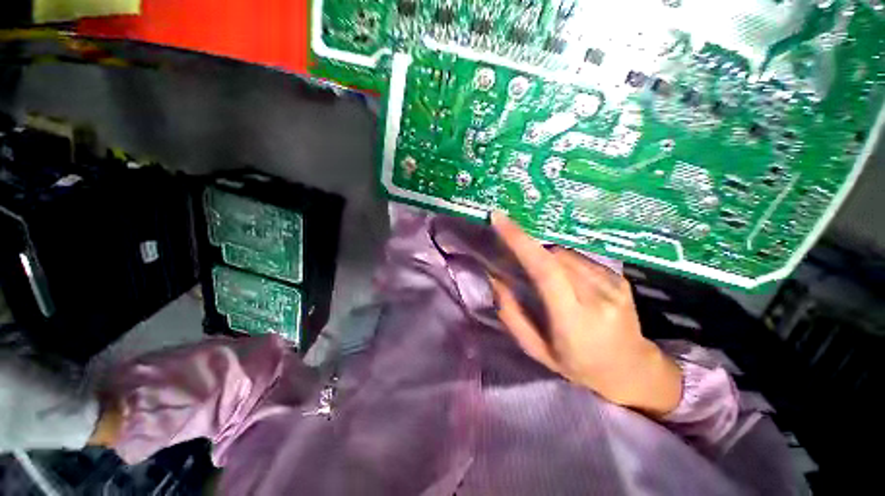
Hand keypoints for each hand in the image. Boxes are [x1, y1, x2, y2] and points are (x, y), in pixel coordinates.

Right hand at [489, 213, 681, 416]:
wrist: (633, 370)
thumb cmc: (579, 366)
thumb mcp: (537, 350)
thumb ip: (512, 315)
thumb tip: (496, 279)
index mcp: (574, 320)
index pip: (545, 270)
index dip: (520, 241)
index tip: (499, 219)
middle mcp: (597, 296)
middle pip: (553, 255)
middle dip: (529, 249)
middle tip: (514, 254)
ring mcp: (613, 284)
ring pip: (565, 253)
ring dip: (545, 257)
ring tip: (542, 277)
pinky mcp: (619, 277)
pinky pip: (579, 258)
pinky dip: (561, 262)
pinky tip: (564, 281)